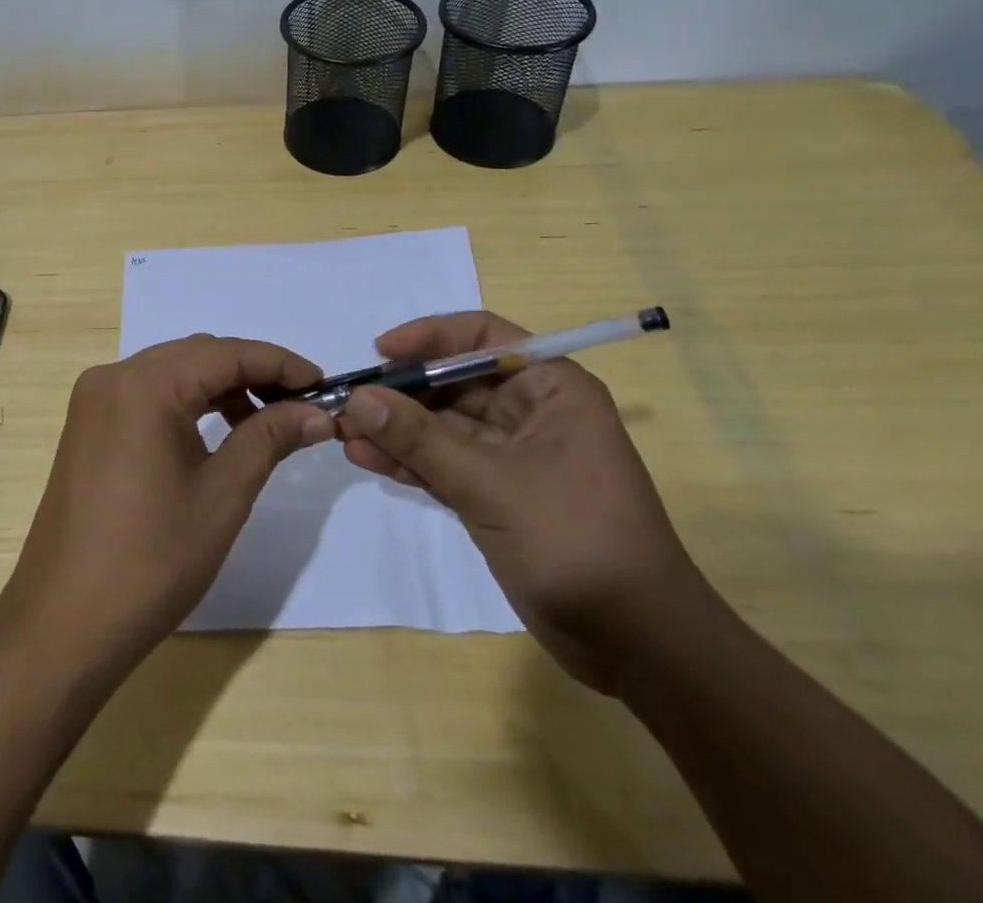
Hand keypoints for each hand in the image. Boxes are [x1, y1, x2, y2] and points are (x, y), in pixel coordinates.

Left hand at [0, 336, 332, 671]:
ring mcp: (95, 400)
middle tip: (301, 406)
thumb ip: (269, 439)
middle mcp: (113, 376)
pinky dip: (188, 403)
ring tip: (265, 422)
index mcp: (144, 385)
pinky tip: (218, 432)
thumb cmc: (151, 561)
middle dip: (253, 373)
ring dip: (221, 387)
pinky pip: (148, 394)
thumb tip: (318, 412)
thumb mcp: (221, 496)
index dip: (280, 364)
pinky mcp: (88, 424)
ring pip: (173, 372)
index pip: (226, 353)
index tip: (324, 386)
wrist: (64, 623)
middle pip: (197, 356)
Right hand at [338, 310, 698, 691]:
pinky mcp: (497, 494)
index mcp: (551, 389)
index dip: (430, 337)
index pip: (483, 337)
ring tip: (345, 433)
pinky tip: (366, 459)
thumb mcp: (491, 484)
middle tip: (348, 403)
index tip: (381, 352)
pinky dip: (409, 461)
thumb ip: (419, 439)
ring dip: (397, 428)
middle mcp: (531, 412)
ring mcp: (512, 456)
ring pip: (443, 425)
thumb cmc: (576, 542)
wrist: (637, 646)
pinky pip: (444, 463)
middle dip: (401, 392)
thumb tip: (358, 398)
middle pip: (454, 382)